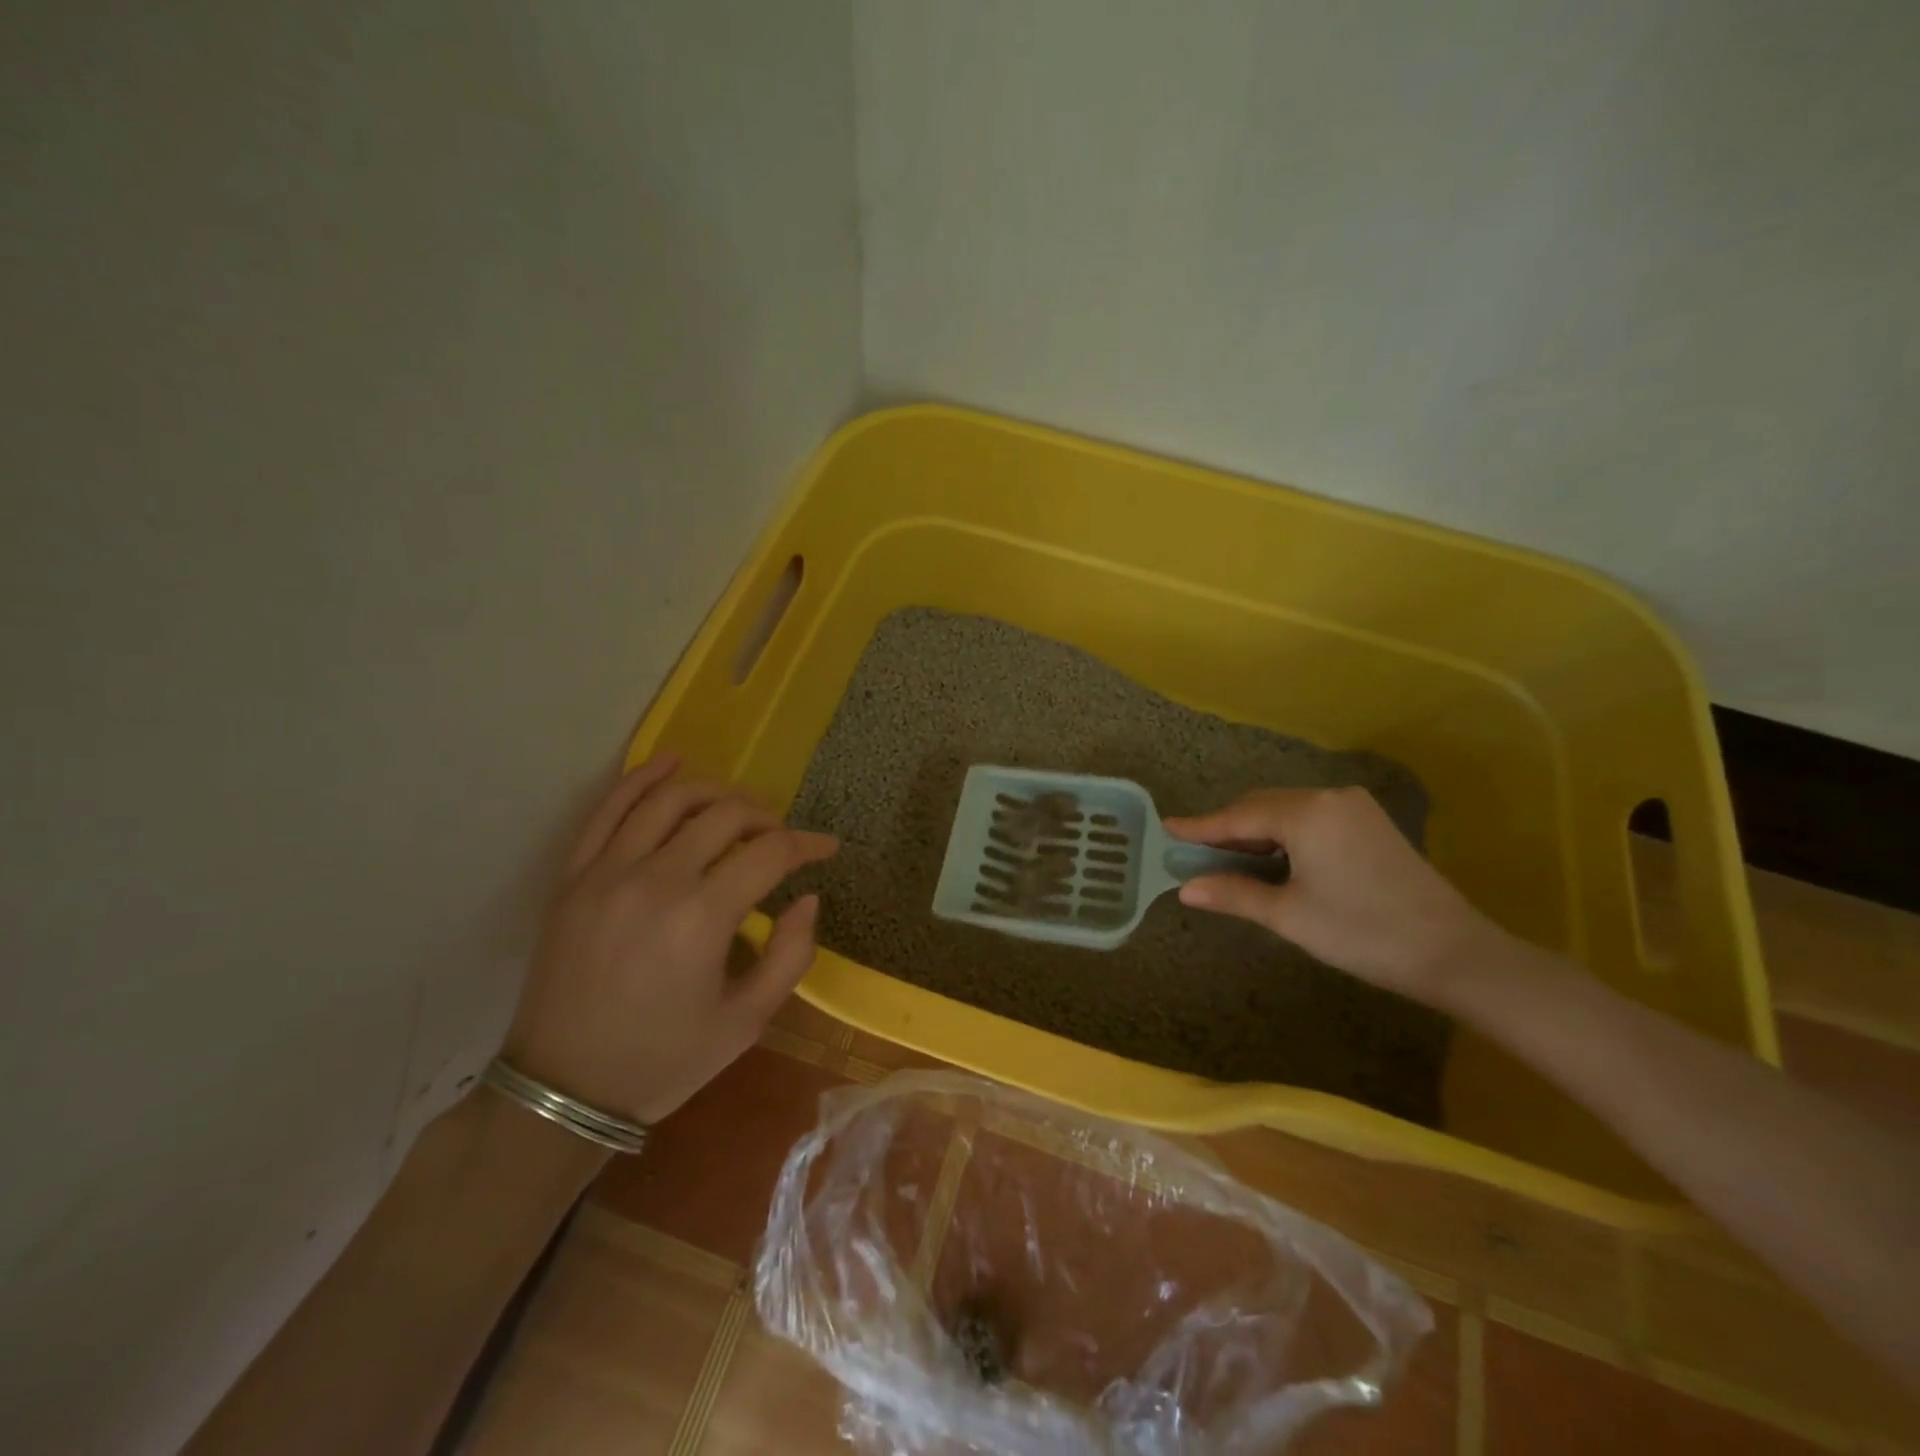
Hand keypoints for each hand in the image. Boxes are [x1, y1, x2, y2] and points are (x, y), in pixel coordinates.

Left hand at [501, 753, 837, 1124]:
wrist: (563, 1089)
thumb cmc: (664, 1061)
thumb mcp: (746, 1023)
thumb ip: (790, 956)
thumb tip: (808, 899)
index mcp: (702, 918)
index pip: (769, 853)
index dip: (806, 844)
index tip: (826, 849)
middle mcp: (656, 880)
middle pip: (725, 815)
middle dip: (766, 817)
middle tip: (782, 836)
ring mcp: (607, 872)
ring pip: (670, 799)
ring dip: (715, 791)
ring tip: (738, 806)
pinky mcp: (574, 877)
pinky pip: (609, 809)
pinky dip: (642, 778)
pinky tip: (671, 762)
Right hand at [1164, 786, 1492, 1002]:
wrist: (1455, 954)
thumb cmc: (1362, 932)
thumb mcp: (1289, 916)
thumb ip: (1234, 894)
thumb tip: (1185, 889)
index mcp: (1306, 812)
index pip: (1238, 816)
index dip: (1200, 827)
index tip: (1166, 828)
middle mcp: (1329, 797)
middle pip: (1262, 807)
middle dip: (1228, 829)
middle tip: (1194, 852)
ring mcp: (1355, 807)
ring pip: (1287, 811)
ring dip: (1256, 833)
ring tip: (1227, 858)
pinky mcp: (1371, 823)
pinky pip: (1311, 819)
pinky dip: (1284, 835)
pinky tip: (1273, 858)